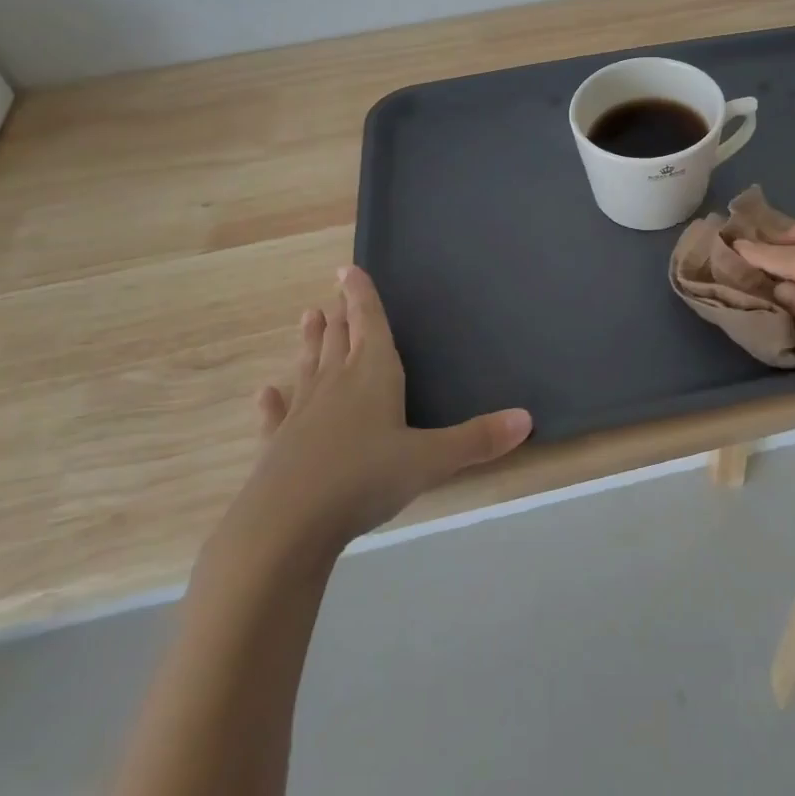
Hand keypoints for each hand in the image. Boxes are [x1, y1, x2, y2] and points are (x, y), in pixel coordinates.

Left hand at [206, 266, 532, 576]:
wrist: (286, 526)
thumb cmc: (364, 479)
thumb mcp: (430, 460)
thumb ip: (477, 439)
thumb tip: (527, 418)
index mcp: (373, 373)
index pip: (369, 322)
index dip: (361, 294)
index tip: (348, 269)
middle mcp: (336, 383)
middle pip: (339, 338)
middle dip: (341, 314)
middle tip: (335, 292)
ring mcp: (302, 412)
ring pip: (309, 365)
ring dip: (310, 341)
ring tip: (308, 316)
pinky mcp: (277, 444)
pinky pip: (277, 414)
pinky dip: (273, 401)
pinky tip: (266, 392)